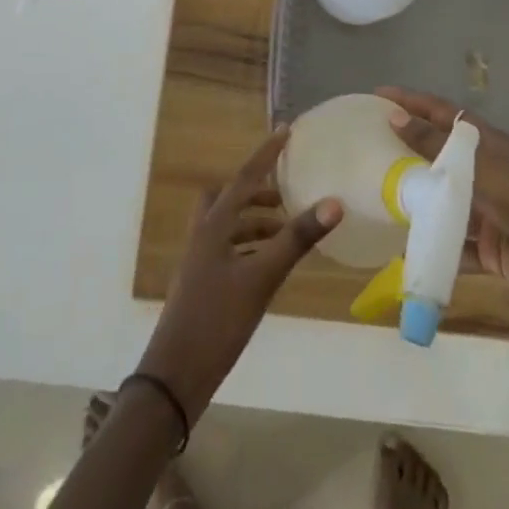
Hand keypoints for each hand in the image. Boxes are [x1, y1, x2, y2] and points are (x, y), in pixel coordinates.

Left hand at [136, 130, 340, 421]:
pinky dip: (249, 248)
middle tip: (285, 197)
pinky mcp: (202, 285)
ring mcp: (199, 261)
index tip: (286, 131)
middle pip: (230, 198)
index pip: (245, 177)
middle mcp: (204, 234)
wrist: (174, 376)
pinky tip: (268, 267)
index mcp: (214, 224)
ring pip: (228, 226)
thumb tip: (334, 202)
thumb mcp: (262, 278)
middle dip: (257, 192)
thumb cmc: (217, 319)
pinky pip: (228, 251)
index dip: (266, 154)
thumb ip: (297, 240)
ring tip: (285, 233)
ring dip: (254, 222)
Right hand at [376, 87, 508, 316]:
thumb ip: (435, 145)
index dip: (409, 101)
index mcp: (482, 142)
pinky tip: (401, 251)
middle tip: (364, 149)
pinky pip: (450, 244)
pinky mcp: (486, 248)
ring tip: (373, 198)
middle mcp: (480, 170)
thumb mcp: (478, 166)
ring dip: (414, 200)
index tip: (376, 95)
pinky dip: (430, 248)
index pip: (438, 112)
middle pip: (435, 155)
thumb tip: (393, 117)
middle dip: (404, 151)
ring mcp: (483, 209)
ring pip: (440, 200)